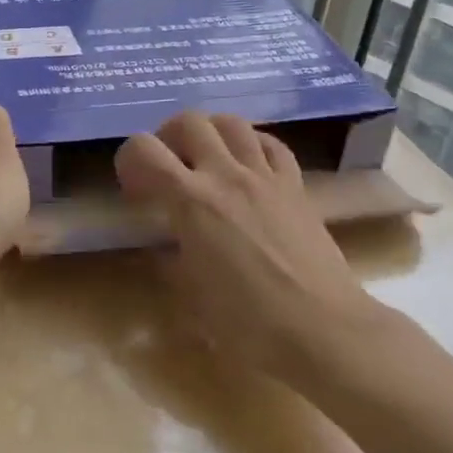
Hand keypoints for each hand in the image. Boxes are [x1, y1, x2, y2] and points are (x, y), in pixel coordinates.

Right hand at [116, 112, 378, 375]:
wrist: (324, 330)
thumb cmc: (249, 323)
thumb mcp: (191, 297)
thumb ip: (170, 259)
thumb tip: (163, 247)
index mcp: (191, 201)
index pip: (143, 150)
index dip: (128, 160)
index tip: (135, 189)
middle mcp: (225, 175)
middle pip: (188, 121)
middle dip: (168, 137)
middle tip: (168, 167)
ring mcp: (265, 176)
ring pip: (231, 122)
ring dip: (210, 132)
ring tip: (206, 158)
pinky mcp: (295, 186)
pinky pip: (271, 144)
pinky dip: (252, 145)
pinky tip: (248, 165)